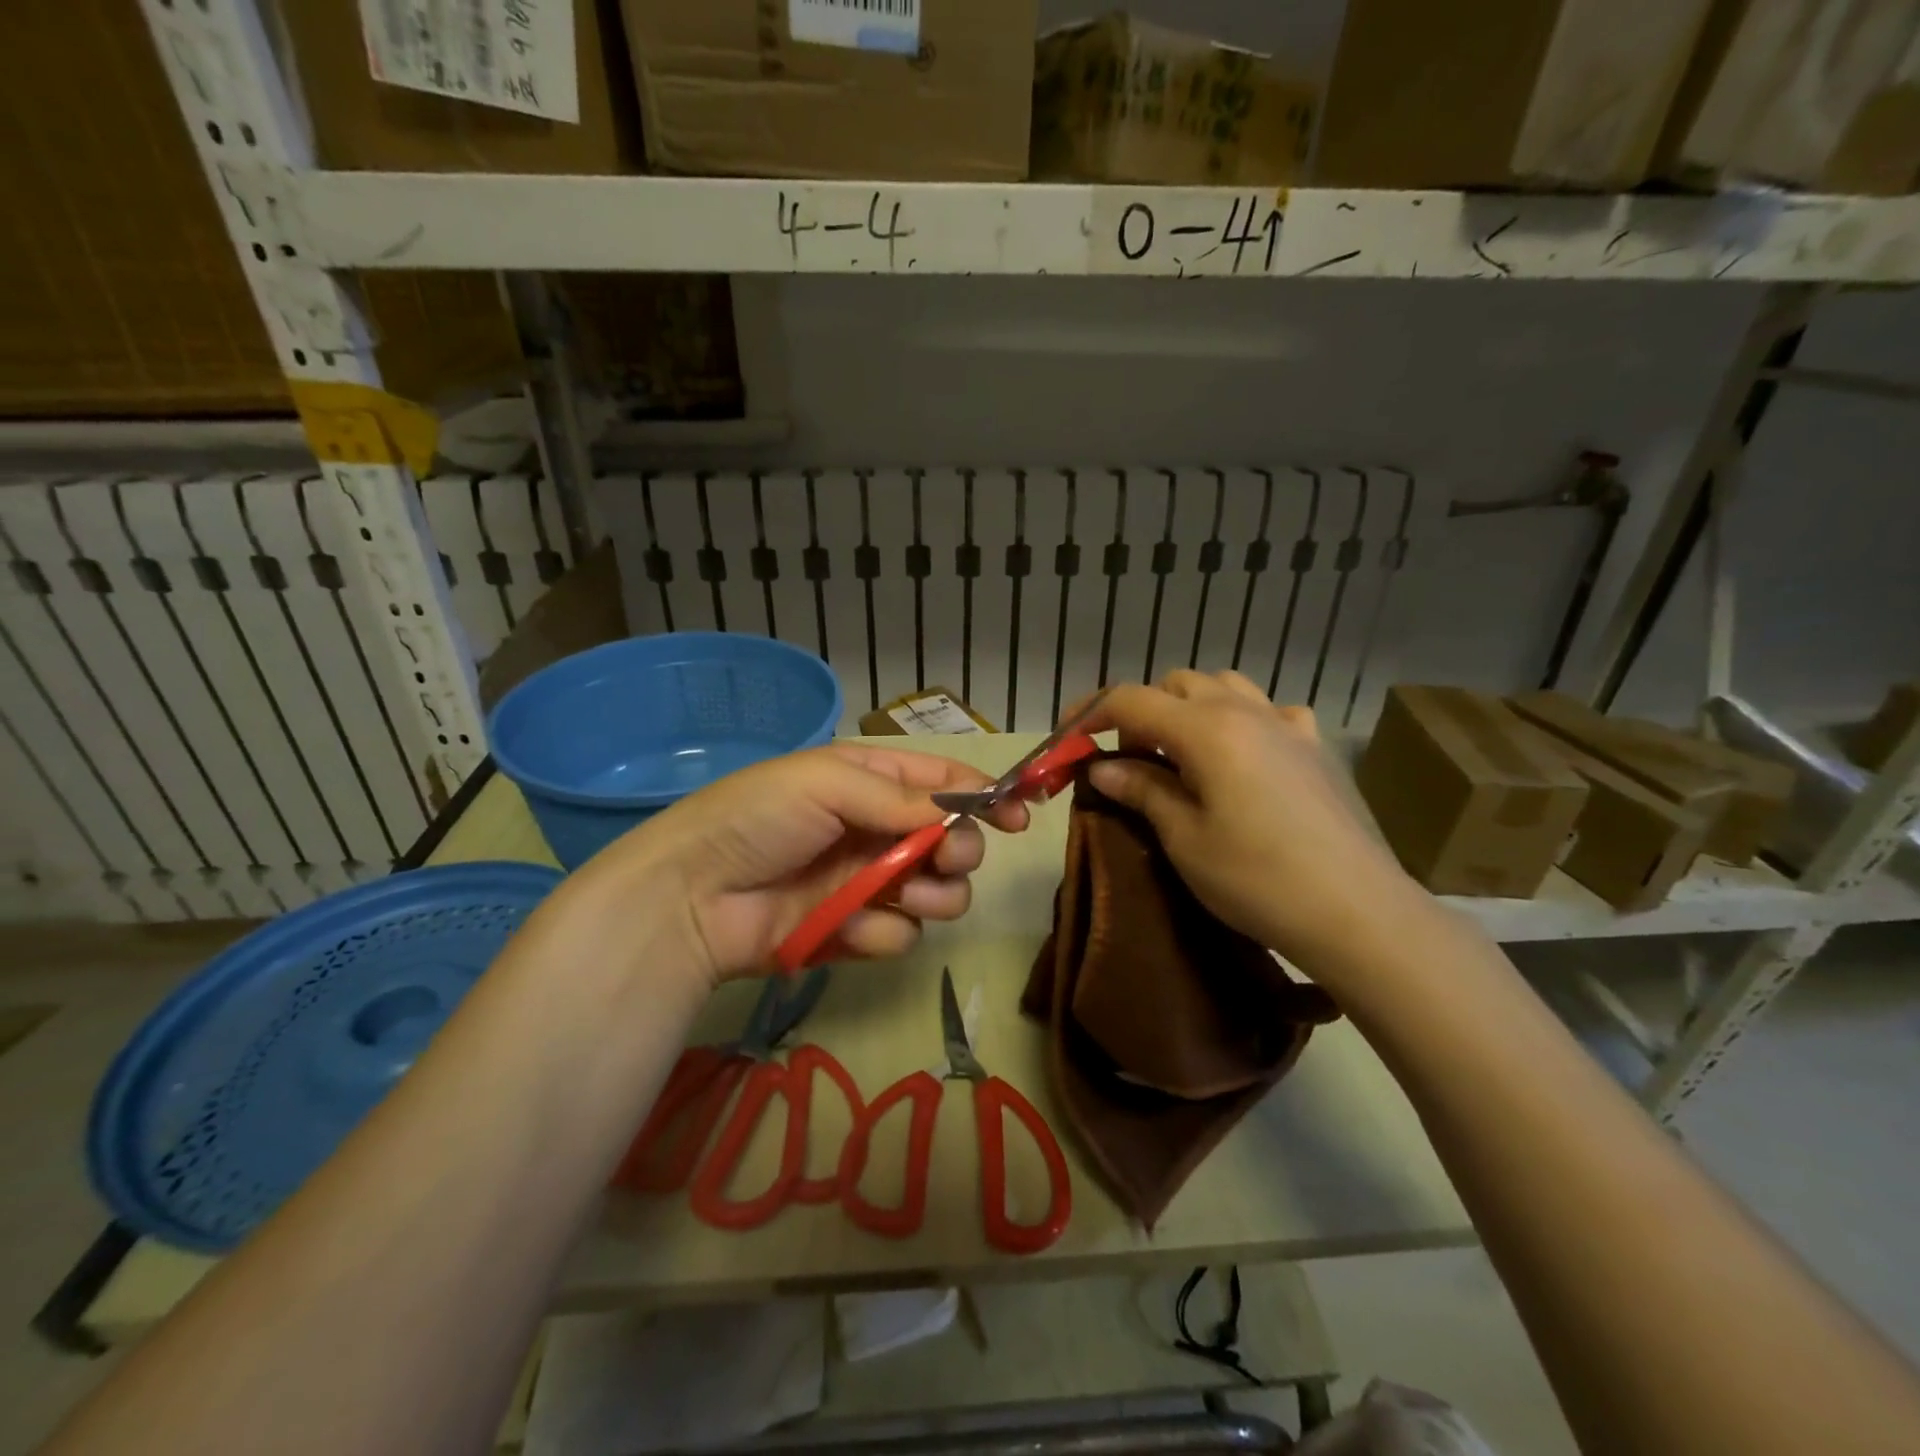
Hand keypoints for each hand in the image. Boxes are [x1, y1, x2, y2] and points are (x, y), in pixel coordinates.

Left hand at [577, 743, 1028, 988]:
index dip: (985, 797)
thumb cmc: (759, 817)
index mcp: (872, 783)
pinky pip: (900, 935)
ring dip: (934, 896)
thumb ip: (900, 799)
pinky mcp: (855, 933)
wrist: (692, 896)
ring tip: (908, 895)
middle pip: (953, 843)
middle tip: (944, 860)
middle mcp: (878, 831)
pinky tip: (851, 927)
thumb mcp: (829, 783)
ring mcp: (868, 884)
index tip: (1019, 816)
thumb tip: (959, 811)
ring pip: (938, 894)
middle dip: (959, 852)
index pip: (944, 784)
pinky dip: (882, 931)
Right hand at [1080, 671, 1428, 975]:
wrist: (1356, 912)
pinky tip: (1244, 757)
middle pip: (1176, 684)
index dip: (1090, 712)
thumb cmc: (1257, 879)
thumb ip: (1141, 790)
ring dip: (1190, 708)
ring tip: (1182, 755)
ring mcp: (1287, 725)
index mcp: (1206, 729)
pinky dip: (1242, 721)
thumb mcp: (1184, 838)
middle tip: (1128, 760)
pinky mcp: (1315, 748)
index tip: (1066, 738)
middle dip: (1141, 711)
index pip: (1131, 699)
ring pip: (1224, 687)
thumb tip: (1101, 766)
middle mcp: (1245, 711)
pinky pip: (1269, 712)